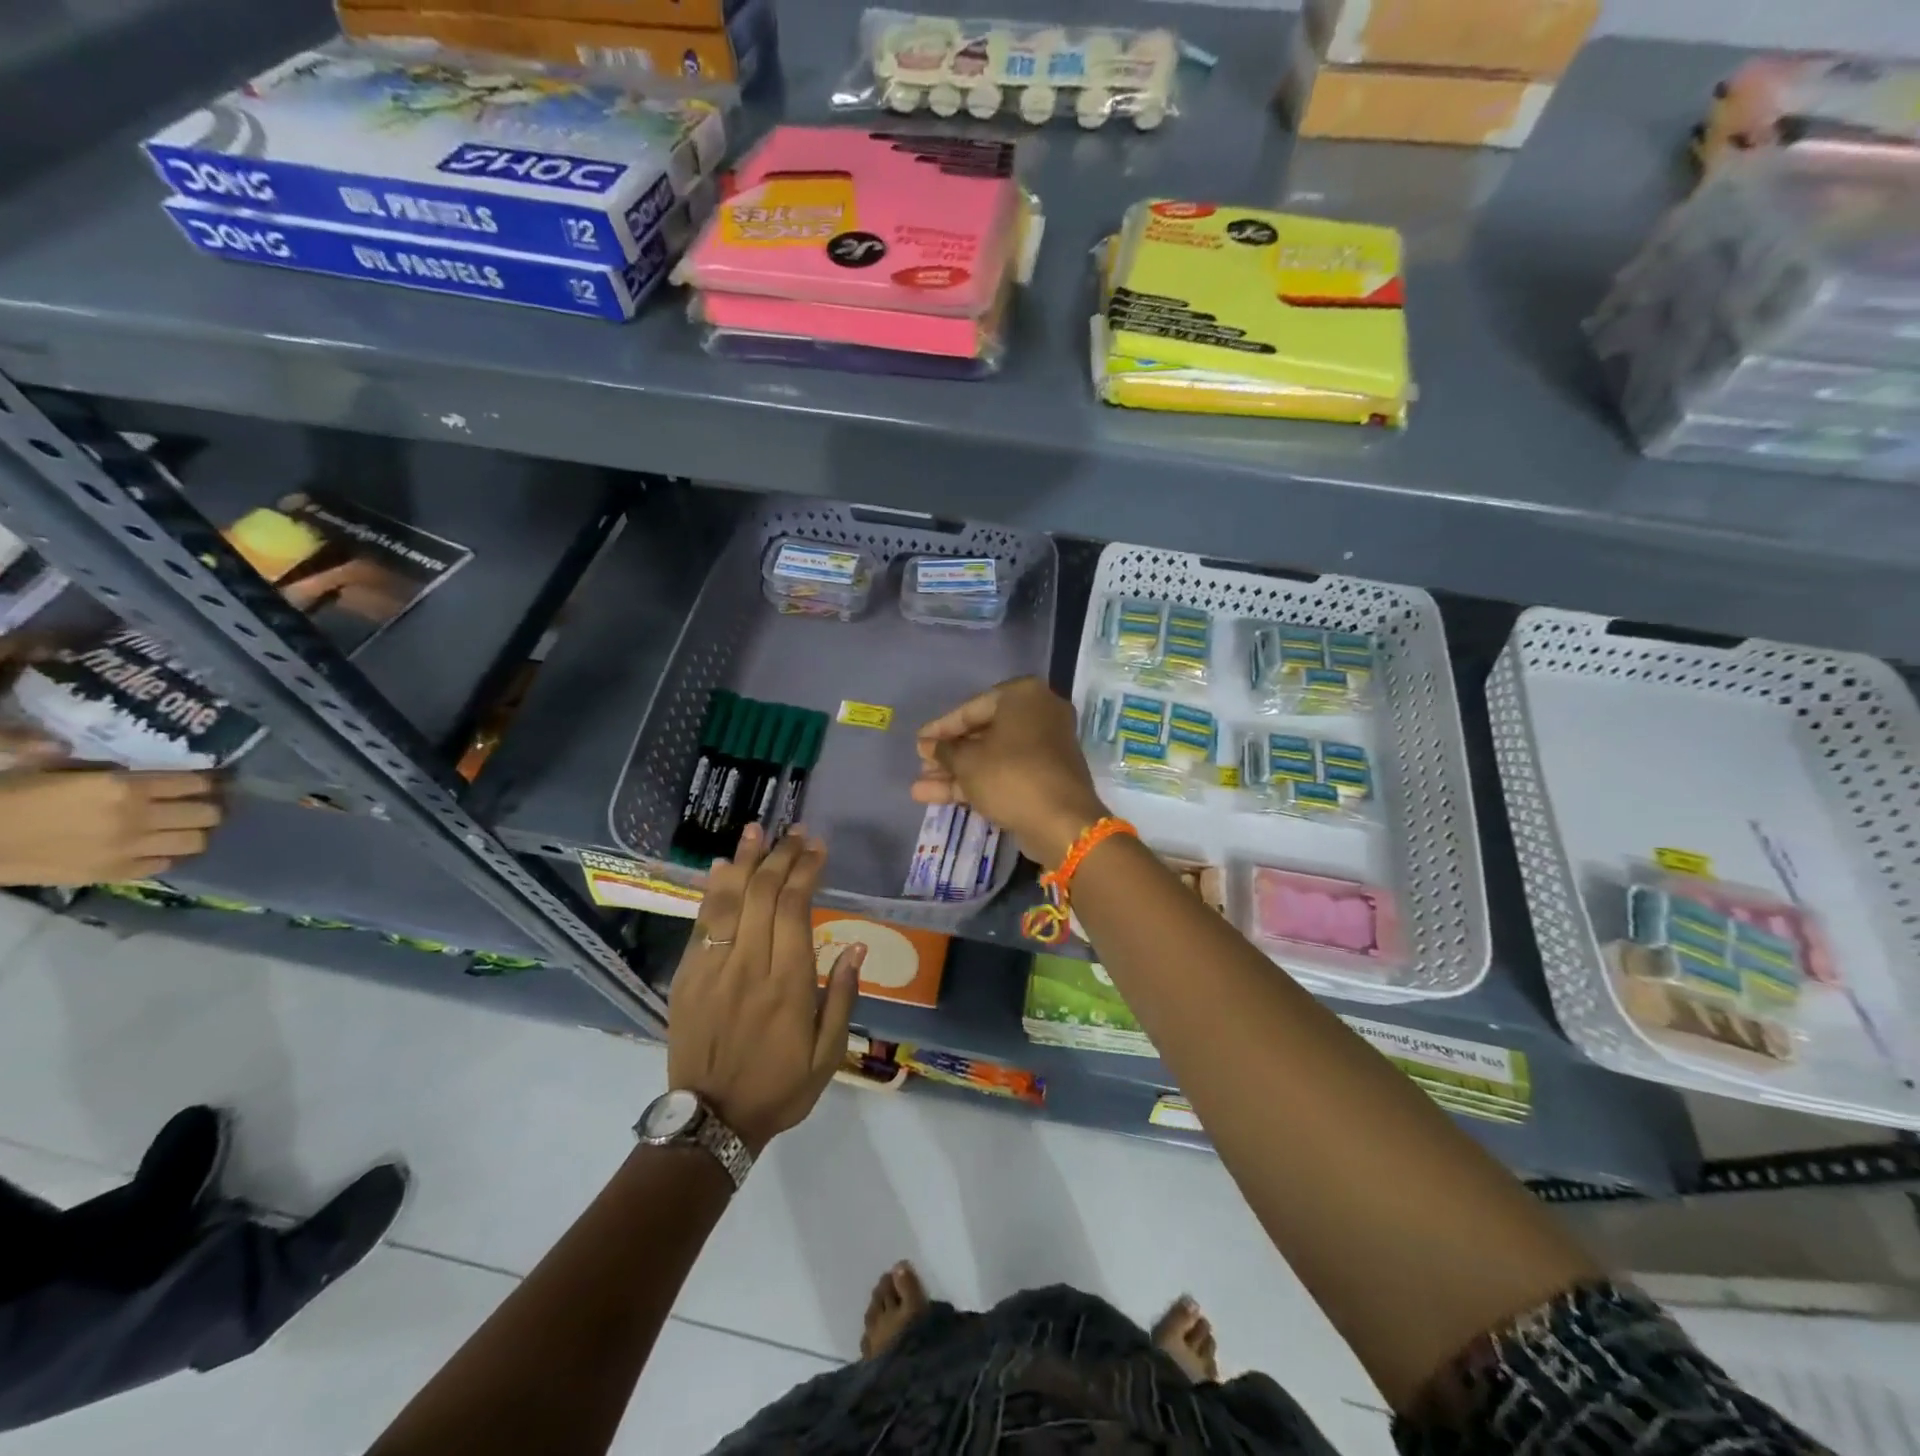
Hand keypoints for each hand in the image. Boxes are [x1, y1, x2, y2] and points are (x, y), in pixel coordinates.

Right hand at [0, 769, 222, 886]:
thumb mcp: (32, 765)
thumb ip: (62, 751)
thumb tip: (69, 741)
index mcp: (121, 788)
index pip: (193, 783)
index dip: (205, 781)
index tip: (206, 781)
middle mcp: (137, 818)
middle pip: (206, 814)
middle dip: (209, 807)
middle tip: (200, 805)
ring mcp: (128, 849)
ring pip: (196, 841)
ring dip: (195, 832)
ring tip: (184, 827)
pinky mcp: (113, 874)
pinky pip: (164, 864)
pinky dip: (167, 855)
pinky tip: (156, 847)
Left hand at [667, 825, 862, 1152]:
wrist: (711, 1121)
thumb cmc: (780, 1087)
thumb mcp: (828, 1054)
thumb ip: (842, 996)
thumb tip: (857, 944)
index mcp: (787, 984)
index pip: (795, 908)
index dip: (806, 871)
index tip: (818, 849)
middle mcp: (748, 966)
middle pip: (762, 894)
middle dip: (781, 856)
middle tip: (795, 832)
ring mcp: (712, 969)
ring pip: (728, 901)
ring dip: (744, 860)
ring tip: (756, 829)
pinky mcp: (687, 977)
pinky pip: (701, 923)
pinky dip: (712, 890)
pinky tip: (721, 866)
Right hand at [911, 676, 1107, 868]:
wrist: (1061, 822)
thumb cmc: (1010, 776)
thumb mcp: (968, 762)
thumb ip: (945, 751)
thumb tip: (930, 746)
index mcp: (1023, 696)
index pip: (972, 709)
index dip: (941, 728)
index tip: (918, 741)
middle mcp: (1039, 714)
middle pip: (982, 733)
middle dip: (949, 754)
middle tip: (921, 765)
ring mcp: (1045, 747)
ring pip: (992, 757)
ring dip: (956, 772)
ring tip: (920, 789)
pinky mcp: (1046, 777)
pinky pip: (1005, 773)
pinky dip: (976, 782)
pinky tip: (939, 797)